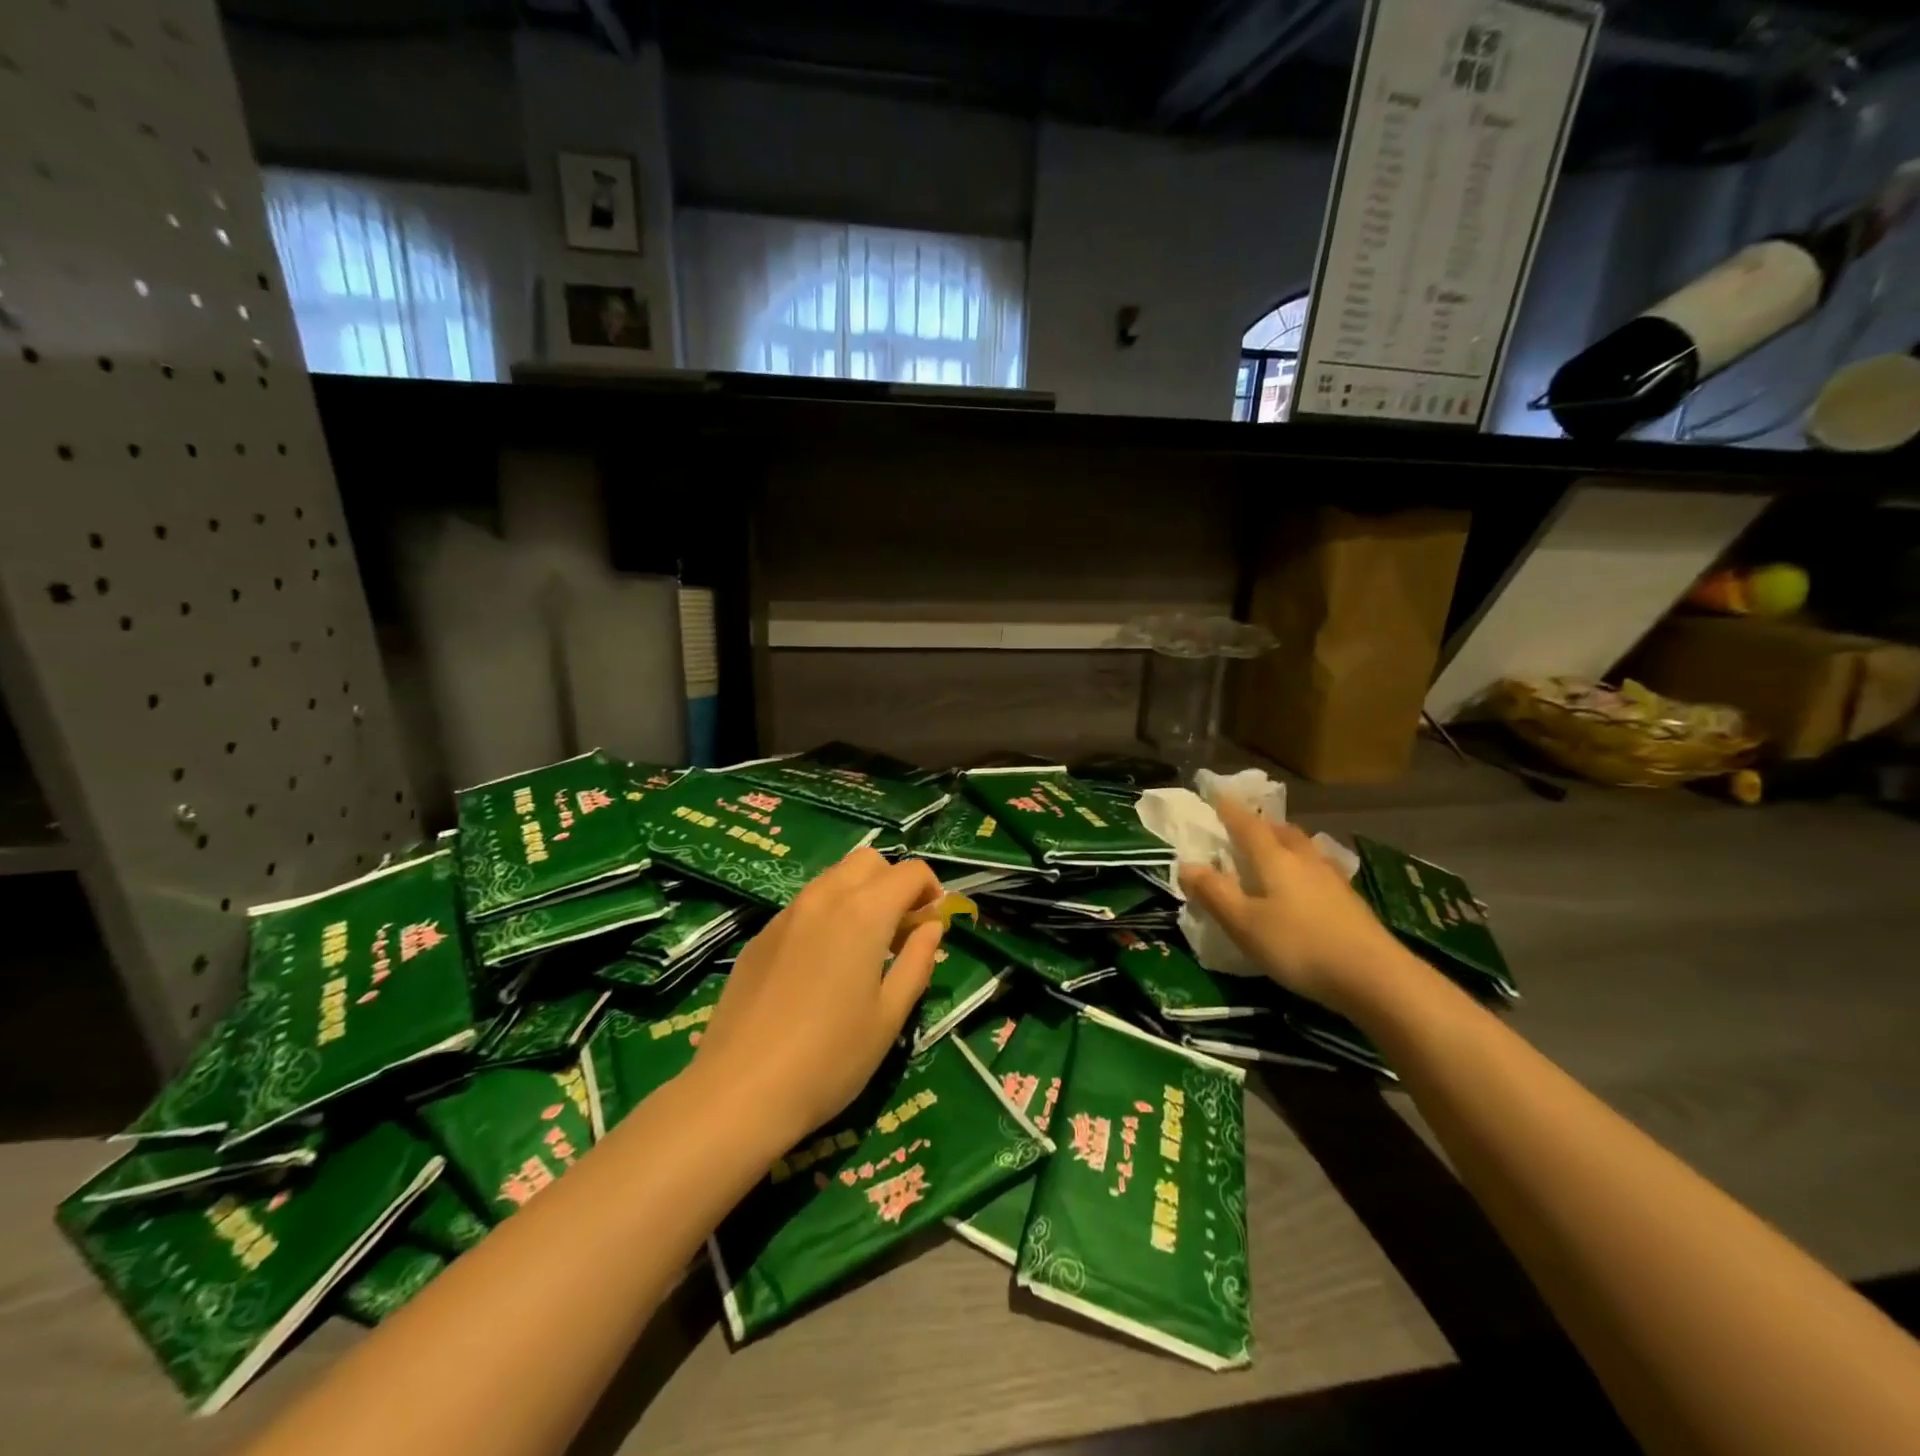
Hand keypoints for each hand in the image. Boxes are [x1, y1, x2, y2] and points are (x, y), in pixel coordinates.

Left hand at [692, 849, 943, 1151]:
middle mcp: (824, 898)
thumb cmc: (830, 1058)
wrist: (740, 1090)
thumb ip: (917, 962)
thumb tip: (931, 928)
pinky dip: (827, 914)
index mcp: (864, 912)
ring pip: (833, 878)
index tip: (934, 925)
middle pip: (868, 861)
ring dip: (859, 895)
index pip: (910, 872)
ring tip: (864, 947)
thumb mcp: (889, 1016)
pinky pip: (804, 905)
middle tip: (901, 930)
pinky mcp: (760, 935)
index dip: (932, 891)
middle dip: (893, 883)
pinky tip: (821, 965)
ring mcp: (786, 914)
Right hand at [1179, 800, 1405, 1013]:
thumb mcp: (1244, 924)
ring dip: (1286, 842)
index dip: (1229, 809)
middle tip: (1246, 825)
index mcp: (1274, 859)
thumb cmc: (1299, 946)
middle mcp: (1304, 860)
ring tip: (1275, 850)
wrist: (1375, 977)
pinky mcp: (1350, 901)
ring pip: (1305, 848)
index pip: (1247, 825)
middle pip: (1281, 831)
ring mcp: (1332, 879)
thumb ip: (1213, 893)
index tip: (1216, 792)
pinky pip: (1320, 869)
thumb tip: (1186, 864)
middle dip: (1261, 824)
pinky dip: (1305, 866)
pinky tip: (1307, 883)